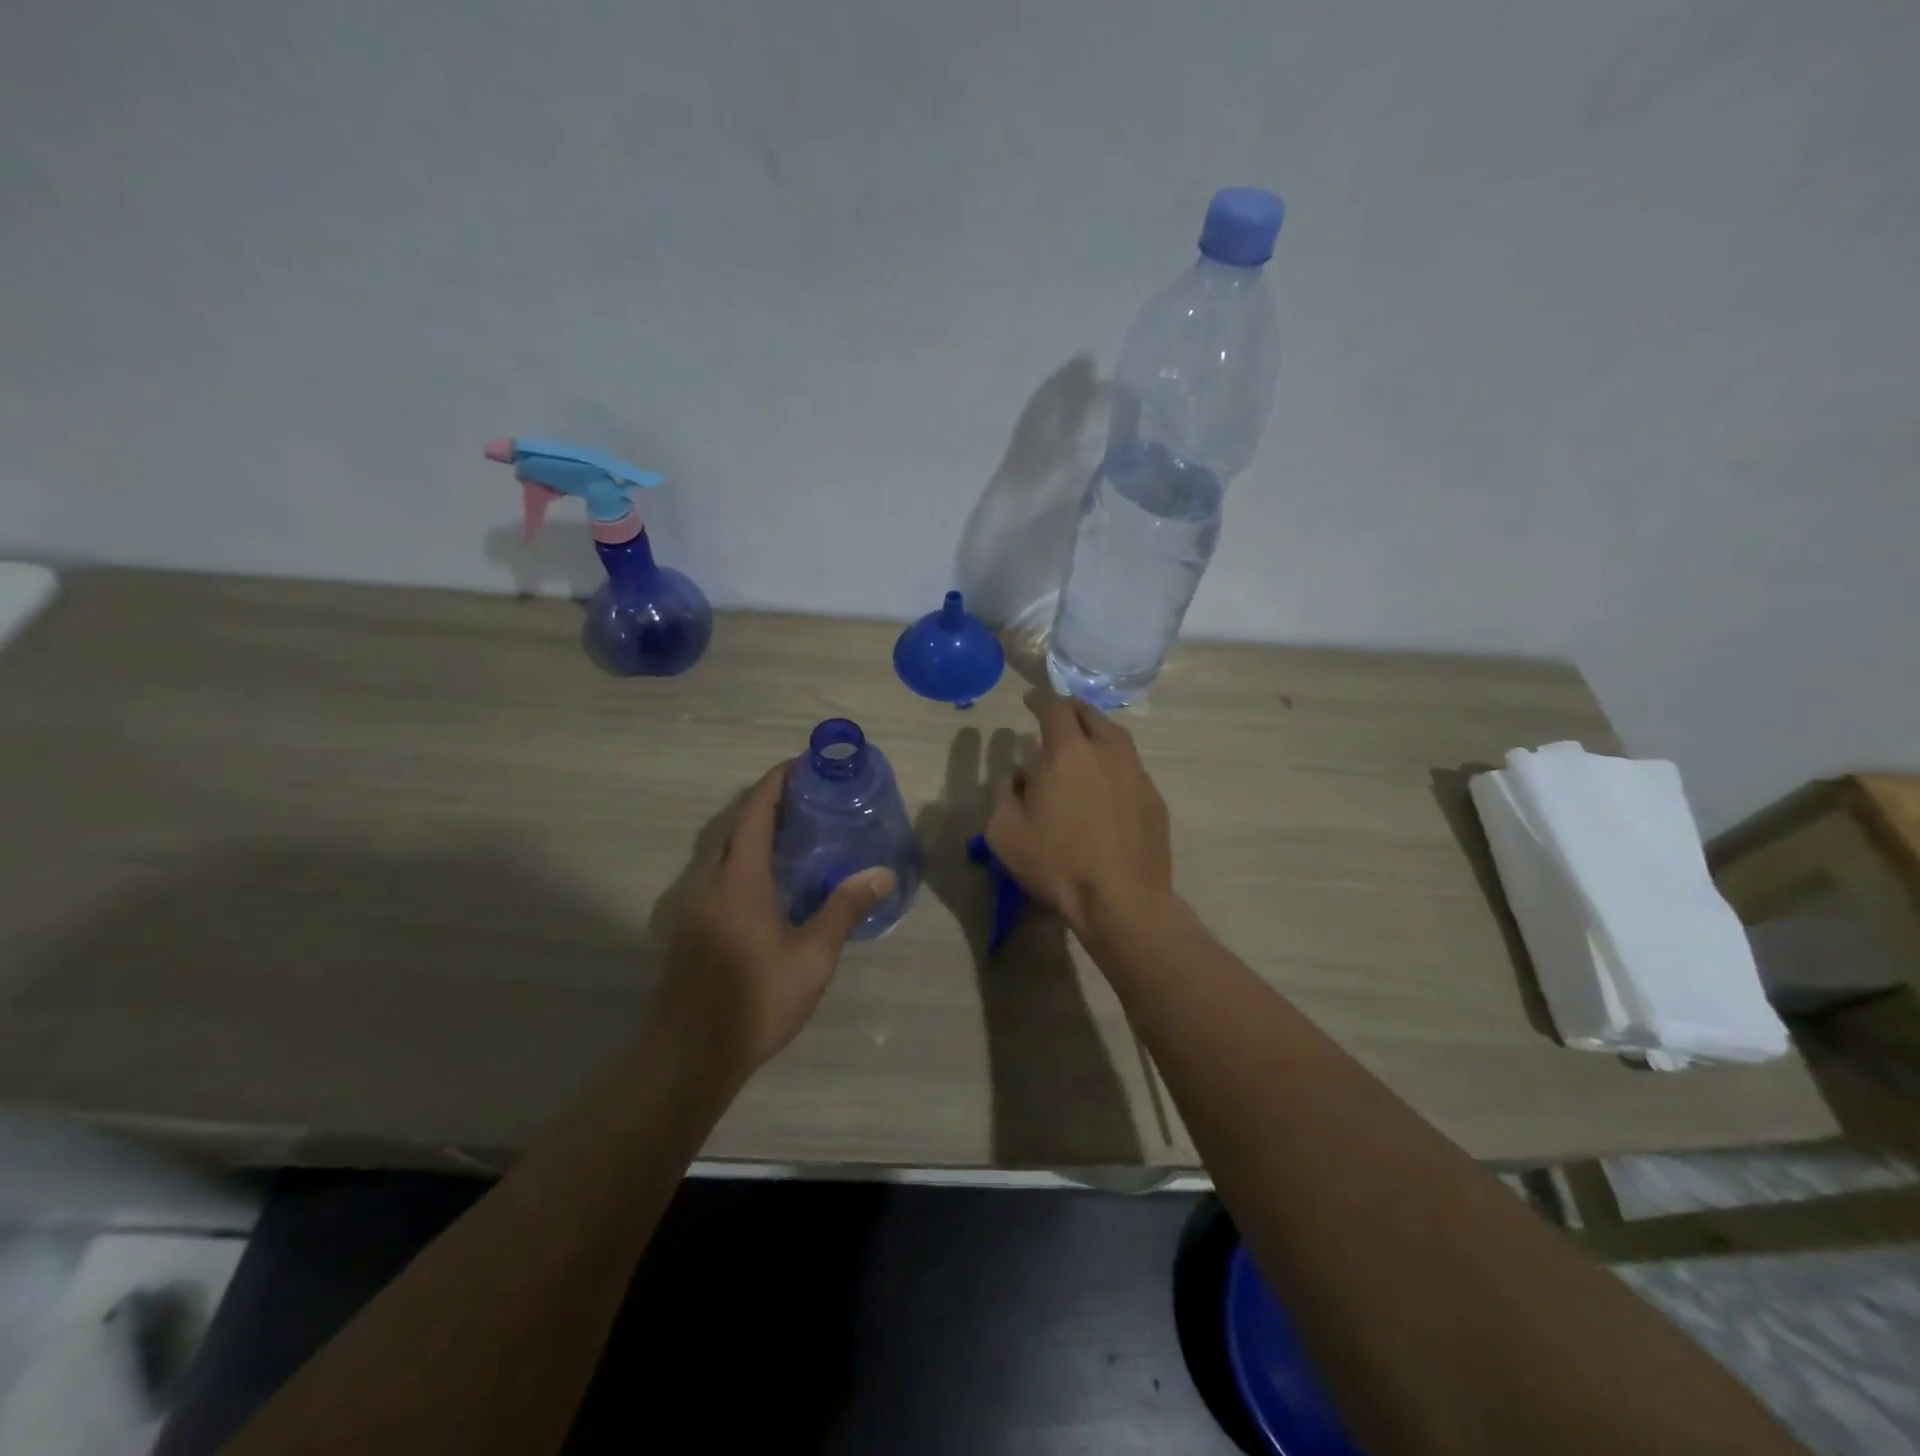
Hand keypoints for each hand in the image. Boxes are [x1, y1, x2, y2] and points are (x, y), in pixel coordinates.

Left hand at [662, 761, 896, 1071]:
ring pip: (723, 852)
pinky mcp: (688, 928)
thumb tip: (882, 872)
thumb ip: (844, 909)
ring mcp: (693, 906)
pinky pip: (717, 876)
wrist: (690, 1056)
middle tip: (808, 800)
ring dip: (753, 833)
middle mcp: (709, 882)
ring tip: (794, 835)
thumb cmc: (756, 1001)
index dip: (775, 782)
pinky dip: (742, 861)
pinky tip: (769, 885)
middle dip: (767, 804)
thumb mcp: (812, 957)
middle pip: (735, 827)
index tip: (801, 764)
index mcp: (740, 880)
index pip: (755, 813)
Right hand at [986, 691, 1173, 935]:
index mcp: (1067, 751)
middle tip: (1058, 715)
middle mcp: (1106, 751)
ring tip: (1084, 742)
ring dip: (1096, 731)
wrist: (1122, 900)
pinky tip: (1106, 782)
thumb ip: (1004, 793)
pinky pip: (1130, 766)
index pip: (1054, 708)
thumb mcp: (1005, 832)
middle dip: (1071, 708)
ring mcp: (1136, 773)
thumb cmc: (1057, 863)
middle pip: (1090, 714)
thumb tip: (1017, 775)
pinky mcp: (1154, 798)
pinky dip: (1114, 761)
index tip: (1030, 700)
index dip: (1040, 699)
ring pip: (1116, 736)